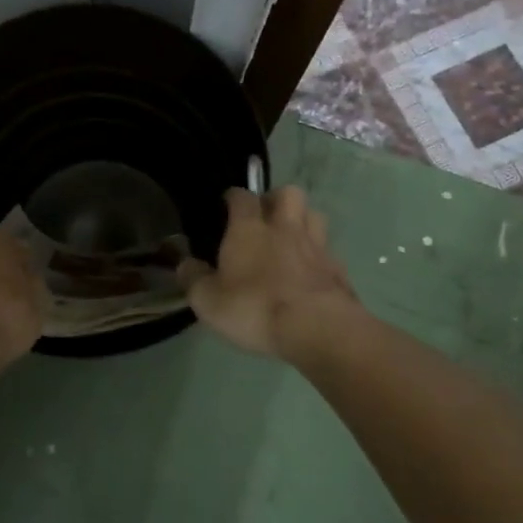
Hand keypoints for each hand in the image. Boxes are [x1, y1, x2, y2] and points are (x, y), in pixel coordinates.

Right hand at [178, 186, 360, 361]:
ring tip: (291, 238)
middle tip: (265, 217)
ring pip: (314, 215)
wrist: (318, 329)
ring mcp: (317, 247)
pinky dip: (319, 255)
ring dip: (303, 220)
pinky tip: (310, 272)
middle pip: (288, 193)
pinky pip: (329, 251)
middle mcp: (285, 228)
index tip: (227, 203)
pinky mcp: (339, 270)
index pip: (242, 196)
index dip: (234, 196)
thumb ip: (193, 278)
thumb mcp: (208, 300)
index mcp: (249, 229)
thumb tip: (184, 264)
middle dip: (276, 198)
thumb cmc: (255, 308)